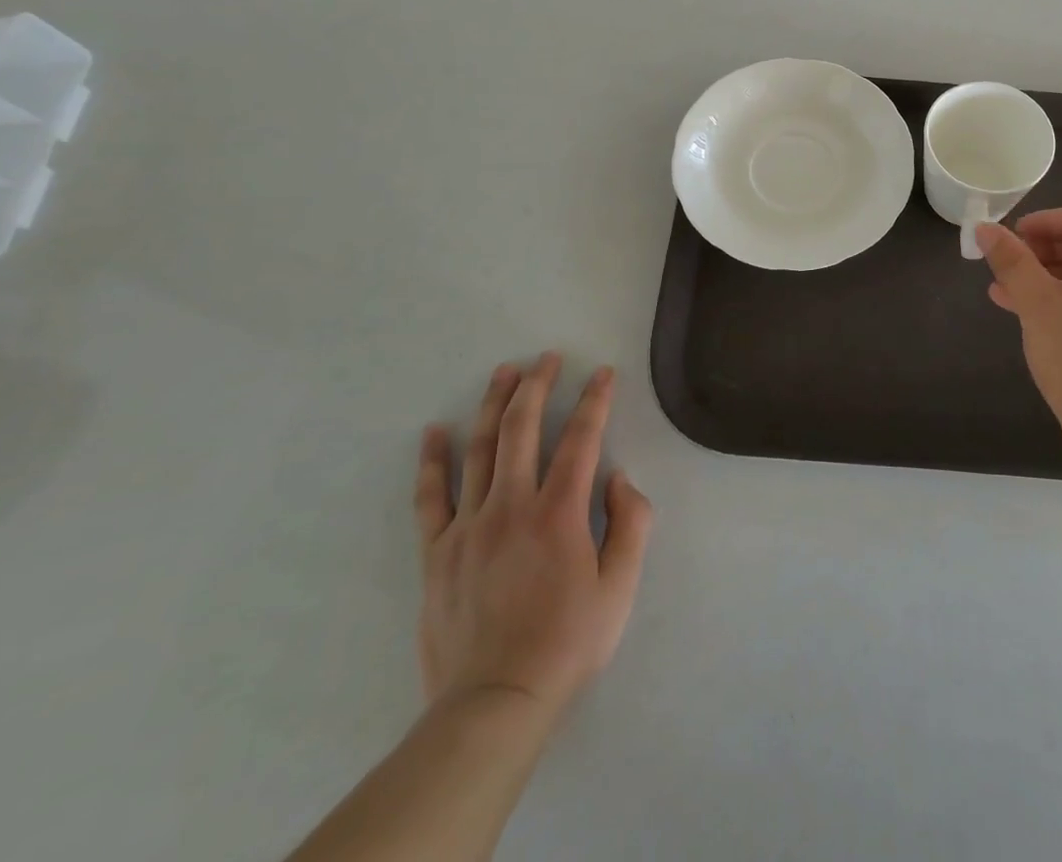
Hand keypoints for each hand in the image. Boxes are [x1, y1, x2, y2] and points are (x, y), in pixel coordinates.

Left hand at [412, 356, 652, 733]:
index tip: (603, 372)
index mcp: (559, 512)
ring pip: (480, 450)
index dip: (595, 400)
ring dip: (493, 405)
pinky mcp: (437, 552)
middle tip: (547, 358)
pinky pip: (431, 497)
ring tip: (503, 372)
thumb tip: (617, 477)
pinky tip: (435, 432)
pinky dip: (433, 461)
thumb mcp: (620, 587)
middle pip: (523, 429)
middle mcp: (512, 505)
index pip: (581, 438)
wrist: (494, 703)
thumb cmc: (567, 643)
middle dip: (538, 385)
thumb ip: (630, 524)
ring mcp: (469, 526)